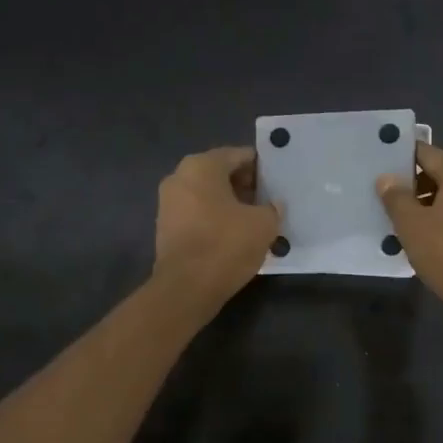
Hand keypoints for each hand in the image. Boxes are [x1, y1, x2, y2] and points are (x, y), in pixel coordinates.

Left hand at [153, 147, 280, 312]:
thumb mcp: (264, 224)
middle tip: (268, 201)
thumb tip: (273, 205)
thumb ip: (272, 208)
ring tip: (254, 220)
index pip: (238, 155)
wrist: (186, 288)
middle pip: (220, 173)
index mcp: (202, 166)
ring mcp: (168, 203)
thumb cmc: (226, 244)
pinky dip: (215, 219)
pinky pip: (197, 214)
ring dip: (230, 204)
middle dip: (245, 185)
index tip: (277, 181)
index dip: (261, 167)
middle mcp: (179, 177)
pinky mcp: (165, 228)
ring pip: (207, 195)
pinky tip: (234, 236)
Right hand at [378, 143, 442, 316]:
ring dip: (430, 202)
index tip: (380, 167)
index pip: (425, 152)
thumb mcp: (411, 224)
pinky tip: (429, 236)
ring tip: (404, 220)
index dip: (401, 158)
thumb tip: (387, 178)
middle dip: (414, 183)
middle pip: (441, 172)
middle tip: (387, 197)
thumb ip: (396, 196)